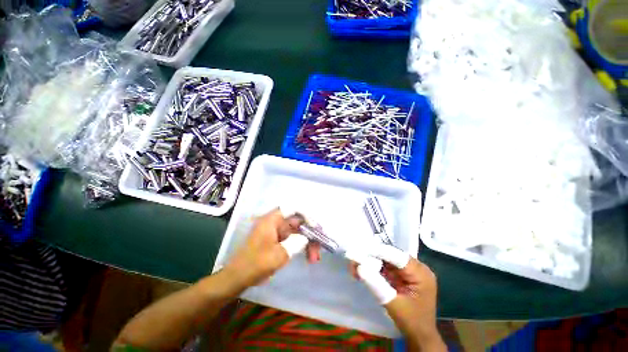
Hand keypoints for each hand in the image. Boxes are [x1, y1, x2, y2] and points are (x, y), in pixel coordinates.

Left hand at [223, 209, 307, 289]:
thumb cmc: (256, 264)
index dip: (306, 215)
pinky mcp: (277, 240)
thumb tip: (306, 238)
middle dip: (309, 234)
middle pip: (297, 222)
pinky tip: (307, 256)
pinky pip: (292, 239)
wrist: (238, 278)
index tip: (315, 227)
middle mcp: (275, 223)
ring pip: (296, 232)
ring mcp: (276, 231)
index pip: (292, 209)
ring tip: (314, 258)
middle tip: (319, 247)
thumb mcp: (279, 254)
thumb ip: (296, 243)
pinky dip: (300, 246)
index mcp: (272, 220)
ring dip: (306, 242)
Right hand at [350, 246, 445, 350]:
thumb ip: (377, 285)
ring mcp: (410, 270)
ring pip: (387, 259)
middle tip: (354, 257)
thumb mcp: (393, 304)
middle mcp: (416, 267)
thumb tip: (359, 267)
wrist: (420, 336)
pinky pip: (387, 266)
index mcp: (421, 273)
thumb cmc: (411, 322)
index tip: (360, 249)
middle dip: (372, 255)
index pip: (397, 256)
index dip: (378, 251)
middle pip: (391, 255)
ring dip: (371, 261)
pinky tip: (363, 269)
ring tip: (355, 263)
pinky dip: (375, 267)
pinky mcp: (403, 274)